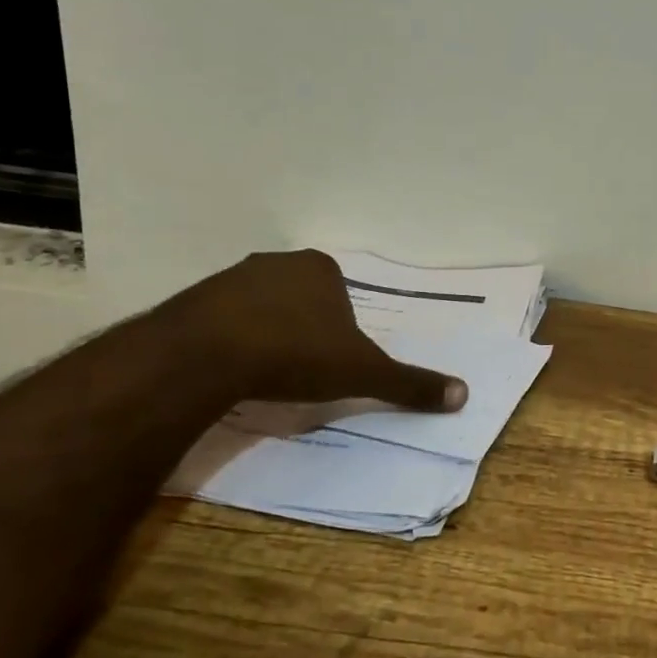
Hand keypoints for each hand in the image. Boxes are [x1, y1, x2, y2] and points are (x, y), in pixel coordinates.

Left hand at [170, 250, 467, 411]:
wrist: (207, 355)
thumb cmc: (296, 353)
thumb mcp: (362, 372)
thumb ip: (409, 383)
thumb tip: (464, 394)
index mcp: (321, 268)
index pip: (341, 295)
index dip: (341, 330)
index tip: (332, 361)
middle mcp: (278, 263)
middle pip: (301, 299)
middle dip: (304, 329)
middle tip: (301, 370)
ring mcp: (231, 278)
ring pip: (260, 308)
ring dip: (266, 334)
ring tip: (264, 374)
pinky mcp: (192, 300)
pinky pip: (222, 321)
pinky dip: (230, 342)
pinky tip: (229, 371)